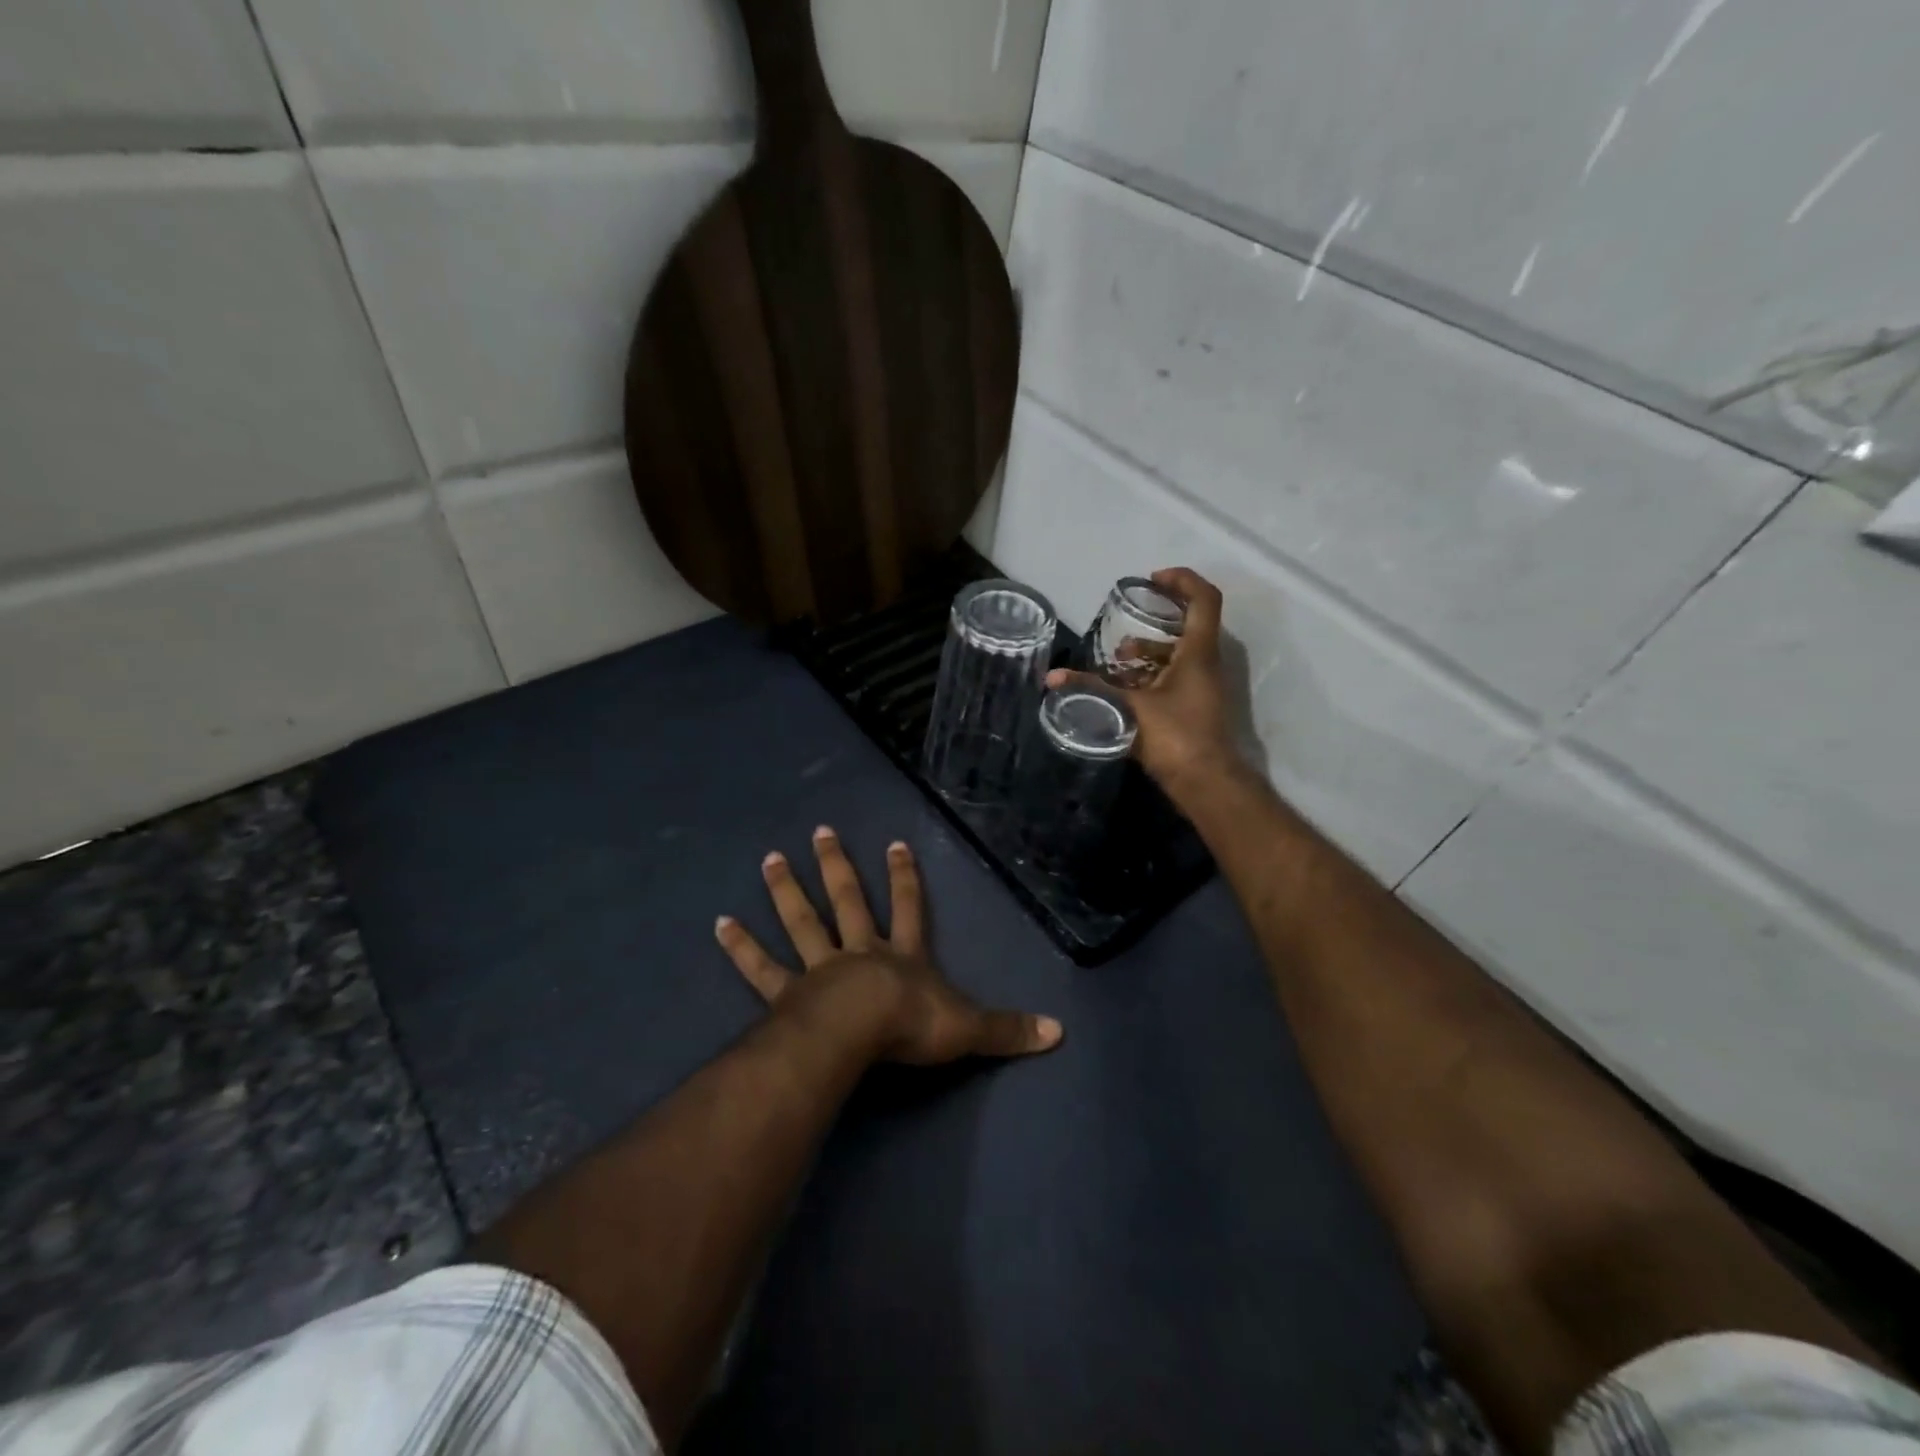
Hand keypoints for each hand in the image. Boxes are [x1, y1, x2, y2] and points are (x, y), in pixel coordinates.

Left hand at [715, 826, 1063, 1065]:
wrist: (861, 1035)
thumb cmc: (913, 1026)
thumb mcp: (968, 1028)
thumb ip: (1009, 1029)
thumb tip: (1059, 1032)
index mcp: (901, 956)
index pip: (908, 908)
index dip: (905, 878)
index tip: (896, 843)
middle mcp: (859, 952)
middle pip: (847, 900)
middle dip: (836, 866)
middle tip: (819, 830)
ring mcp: (819, 969)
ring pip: (802, 922)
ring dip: (786, 890)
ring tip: (769, 858)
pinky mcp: (787, 994)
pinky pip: (761, 968)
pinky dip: (741, 947)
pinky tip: (719, 925)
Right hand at [1050, 567, 1241, 790]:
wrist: (1205, 781)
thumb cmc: (1174, 736)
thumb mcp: (1129, 707)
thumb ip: (1092, 687)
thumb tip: (1053, 677)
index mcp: (1198, 653)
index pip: (1204, 599)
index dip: (1181, 580)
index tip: (1152, 580)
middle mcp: (1206, 663)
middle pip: (1191, 622)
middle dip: (1159, 616)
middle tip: (1130, 614)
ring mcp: (1203, 685)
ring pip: (1180, 653)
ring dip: (1151, 649)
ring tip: (1118, 657)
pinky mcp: (1194, 704)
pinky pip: (1175, 675)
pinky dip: (1152, 672)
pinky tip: (1125, 685)